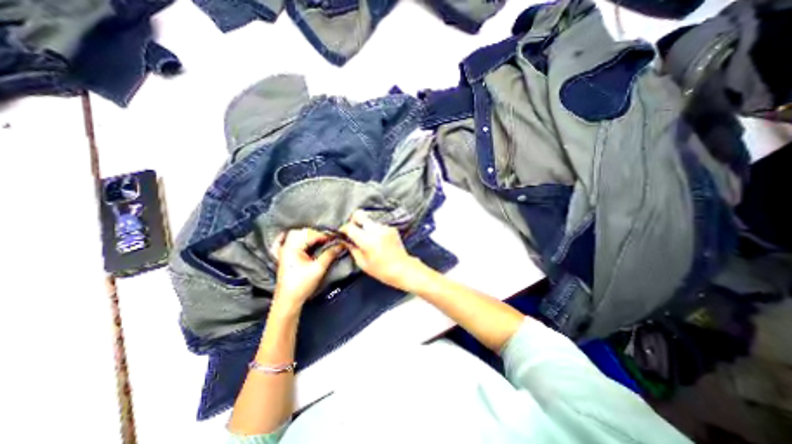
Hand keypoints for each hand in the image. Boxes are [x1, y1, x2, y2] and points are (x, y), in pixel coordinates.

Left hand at [270, 228, 341, 311]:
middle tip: (329, 240)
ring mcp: (284, 251)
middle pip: (302, 232)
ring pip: (297, 235)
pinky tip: (303, 240)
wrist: (288, 300)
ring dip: (309, 236)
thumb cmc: (301, 285)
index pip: (310, 235)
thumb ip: (330, 254)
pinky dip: (298, 239)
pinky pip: (290, 241)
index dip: (324, 236)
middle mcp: (286, 247)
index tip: (335, 238)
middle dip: (317, 234)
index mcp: (292, 248)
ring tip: (322, 240)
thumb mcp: (318, 268)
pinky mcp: (285, 256)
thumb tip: (341, 245)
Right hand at [337, 210, 416, 289]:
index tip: (343, 233)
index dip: (343, 229)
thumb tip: (345, 240)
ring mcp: (385, 227)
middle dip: (353, 221)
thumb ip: (352, 249)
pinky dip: (375, 229)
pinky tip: (377, 239)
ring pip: (369, 219)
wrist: (402, 268)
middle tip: (353, 231)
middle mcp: (376, 230)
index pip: (350, 226)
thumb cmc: (382, 270)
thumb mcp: (362, 263)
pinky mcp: (391, 228)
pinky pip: (378, 225)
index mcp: (367, 240)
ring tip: (367, 238)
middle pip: (360, 214)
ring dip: (365, 226)